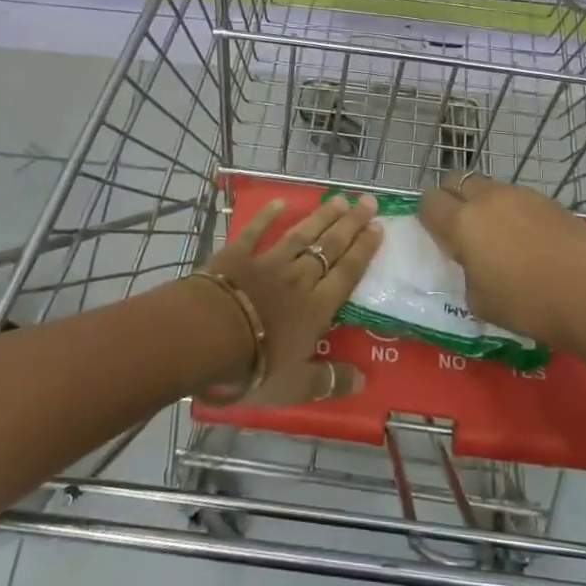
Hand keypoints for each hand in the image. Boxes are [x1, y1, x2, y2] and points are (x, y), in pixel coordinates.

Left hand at [200, 193, 381, 405]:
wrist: (207, 335)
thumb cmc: (254, 365)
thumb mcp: (296, 386)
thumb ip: (329, 380)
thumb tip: (362, 380)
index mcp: (316, 308)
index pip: (347, 273)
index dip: (364, 250)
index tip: (378, 228)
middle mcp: (298, 278)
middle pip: (330, 246)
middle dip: (351, 224)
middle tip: (367, 201)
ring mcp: (268, 262)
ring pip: (301, 235)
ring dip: (321, 216)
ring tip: (338, 199)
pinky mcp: (237, 255)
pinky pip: (256, 231)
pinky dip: (267, 216)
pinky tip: (279, 202)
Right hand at [418, 174, 585, 349]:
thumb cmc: (527, 305)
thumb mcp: (478, 300)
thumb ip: (466, 270)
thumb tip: (473, 260)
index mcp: (462, 222)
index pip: (428, 201)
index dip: (429, 217)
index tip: (439, 236)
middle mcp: (487, 198)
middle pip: (456, 179)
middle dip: (452, 197)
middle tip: (463, 228)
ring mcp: (520, 194)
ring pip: (489, 186)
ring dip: (485, 203)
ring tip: (500, 235)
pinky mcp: (548, 200)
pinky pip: (518, 198)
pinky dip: (514, 211)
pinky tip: (530, 239)